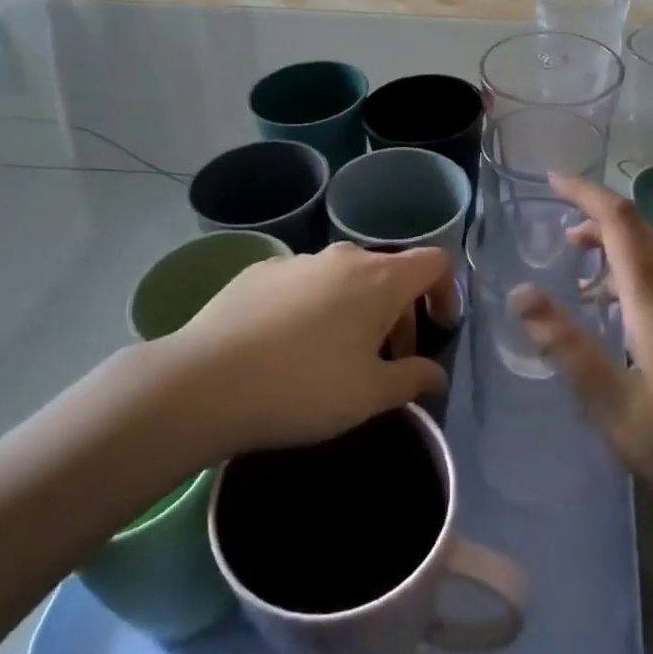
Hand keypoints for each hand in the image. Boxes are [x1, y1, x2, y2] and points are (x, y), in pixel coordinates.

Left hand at [165, 242, 456, 453]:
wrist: (206, 381)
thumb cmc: (304, 388)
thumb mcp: (369, 396)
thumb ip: (412, 379)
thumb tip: (436, 374)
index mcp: (379, 279)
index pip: (434, 263)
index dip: (446, 292)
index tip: (438, 329)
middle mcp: (343, 257)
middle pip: (389, 273)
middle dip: (399, 314)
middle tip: (386, 363)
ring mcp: (298, 260)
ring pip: (345, 278)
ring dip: (356, 310)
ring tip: (336, 358)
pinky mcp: (260, 271)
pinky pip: (304, 283)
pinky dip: (314, 307)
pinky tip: (288, 347)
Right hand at [514, 175, 652, 531]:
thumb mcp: (614, 408)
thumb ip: (567, 347)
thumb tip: (522, 291)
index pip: (620, 224)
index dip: (586, 194)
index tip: (554, 180)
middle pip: (644, 235)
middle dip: (601, 223)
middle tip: (566, 241)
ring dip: (623, 259)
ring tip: (590, 290)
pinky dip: (648, 287)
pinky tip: (638, 332)